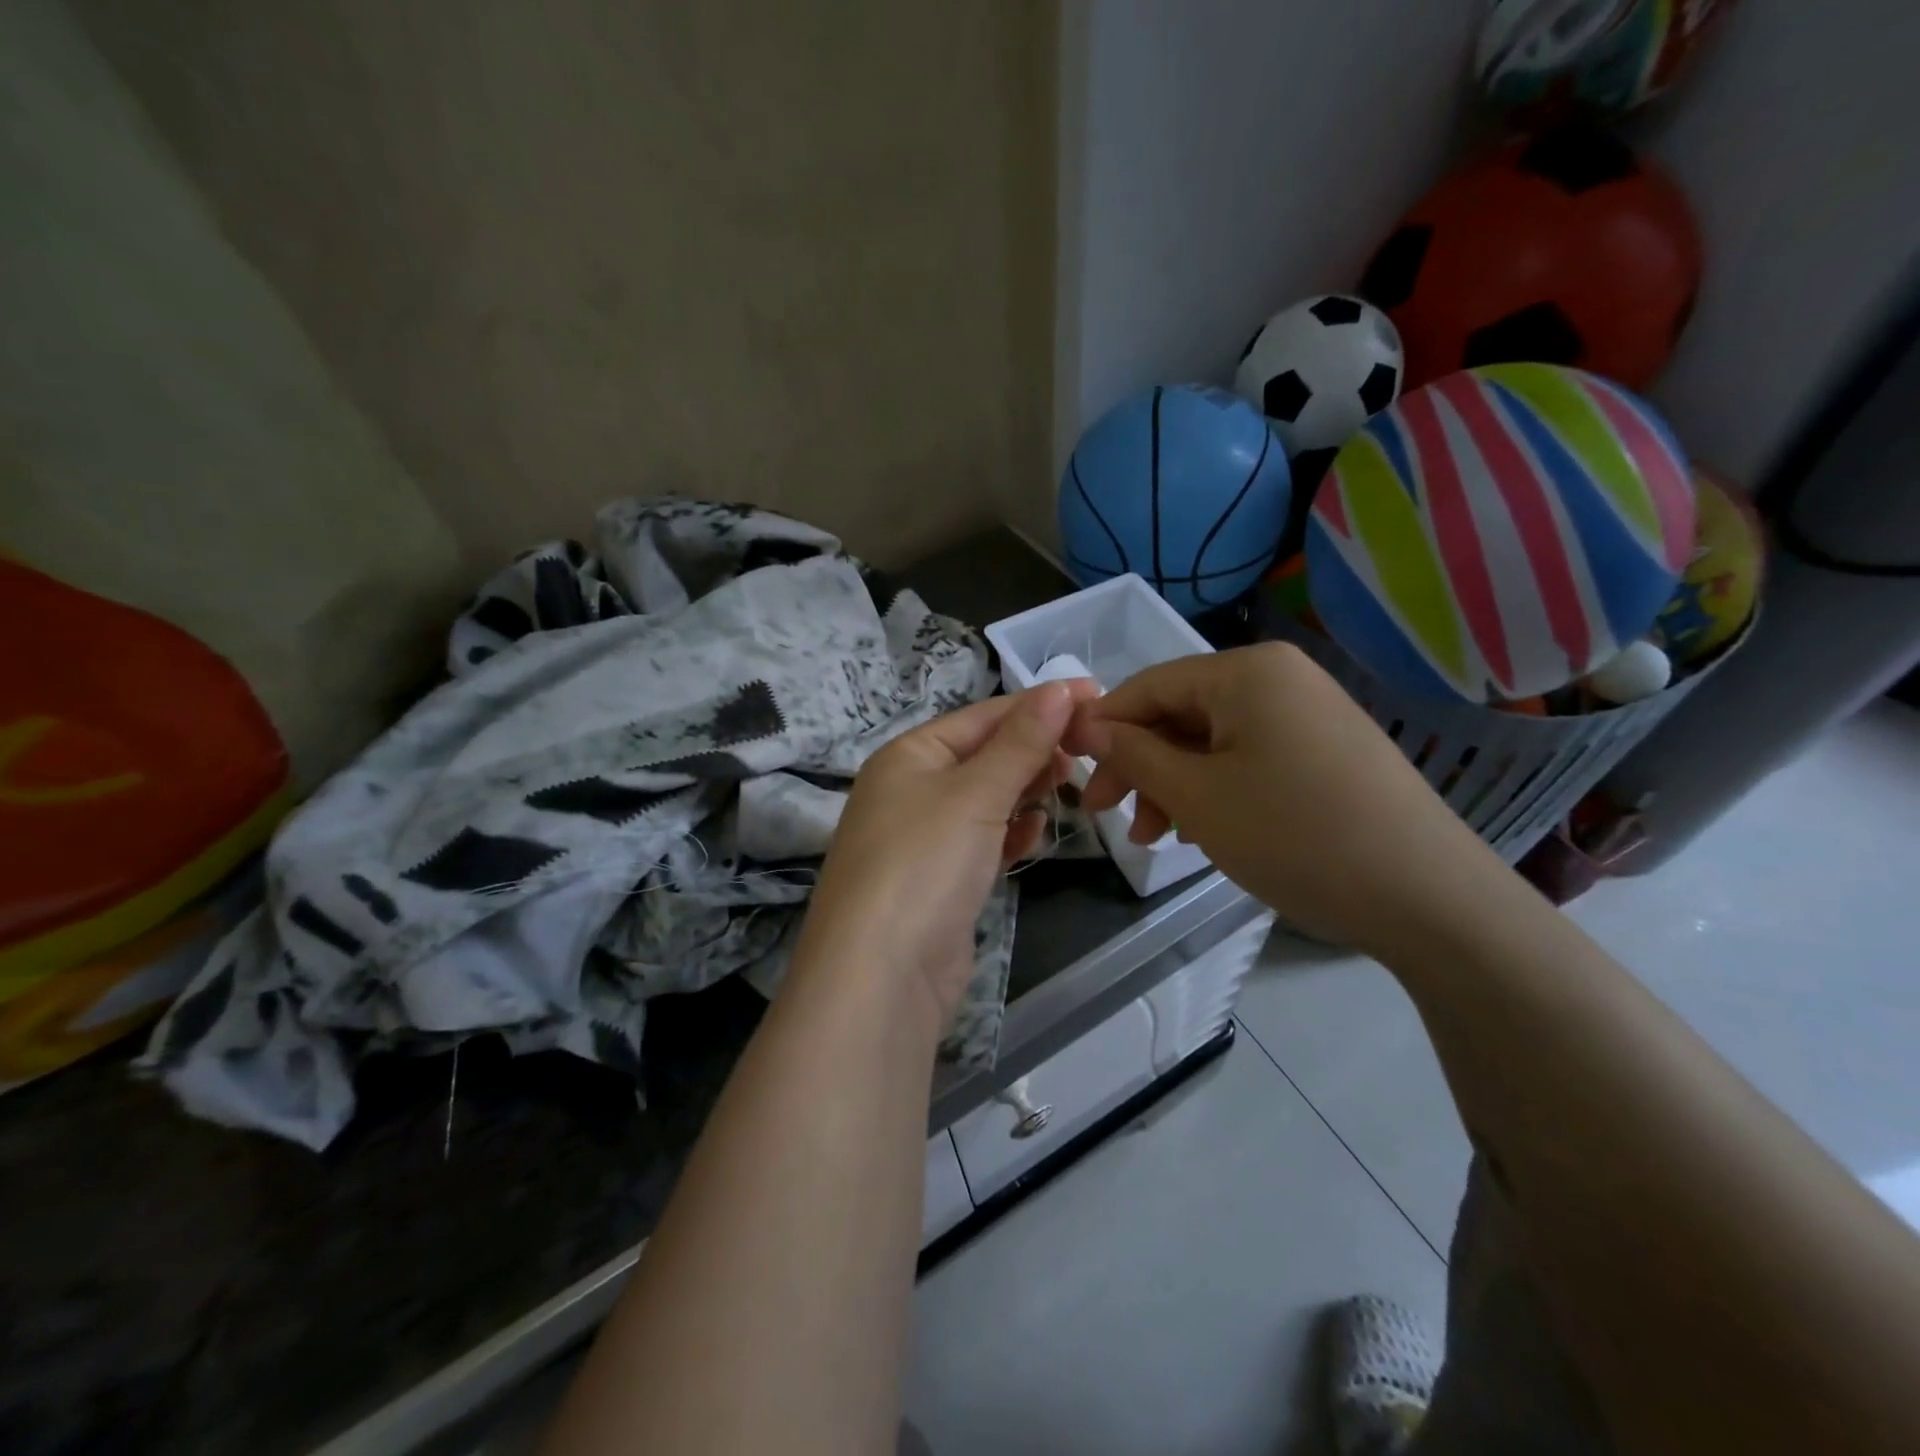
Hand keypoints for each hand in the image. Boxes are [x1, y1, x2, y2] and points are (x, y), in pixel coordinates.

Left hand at [798, 681, 1099, 1026]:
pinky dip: (1009, 832)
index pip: (983, 715)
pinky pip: (981, 841)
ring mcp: (922, 838)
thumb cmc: (925, 863)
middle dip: (1034, 748)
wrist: (880, 977)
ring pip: (985, 798)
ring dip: (1024, 788)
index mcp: (909, 754)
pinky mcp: (938, 881)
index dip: (1039, 704)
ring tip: (1068, 783)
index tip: (1097, 697)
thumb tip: (1062, 687)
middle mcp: (909, 789)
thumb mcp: (975, 793)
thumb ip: (1021, 742)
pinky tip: (1036, 833)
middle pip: (983, 754)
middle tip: (1089, 749)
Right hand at [1064, 643, 1497, 954]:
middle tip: (1113, 818)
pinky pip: (1251, 758)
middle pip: (1182, 714)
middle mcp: (1279, 677)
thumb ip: (1133, 755)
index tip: (1071, 772)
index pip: (1148, 686)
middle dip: (1141, 766)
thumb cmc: (1294, 836)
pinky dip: (1217, 790)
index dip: (1103, 728)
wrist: (1428, 897)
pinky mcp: (1328, 750)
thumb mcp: (1196, 796)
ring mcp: (1310, 713)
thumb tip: (1085, 724)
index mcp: (1245, 671)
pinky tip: (1206, 832)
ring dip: (1175, 785)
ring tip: (1159, 838)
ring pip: (1214, 741)